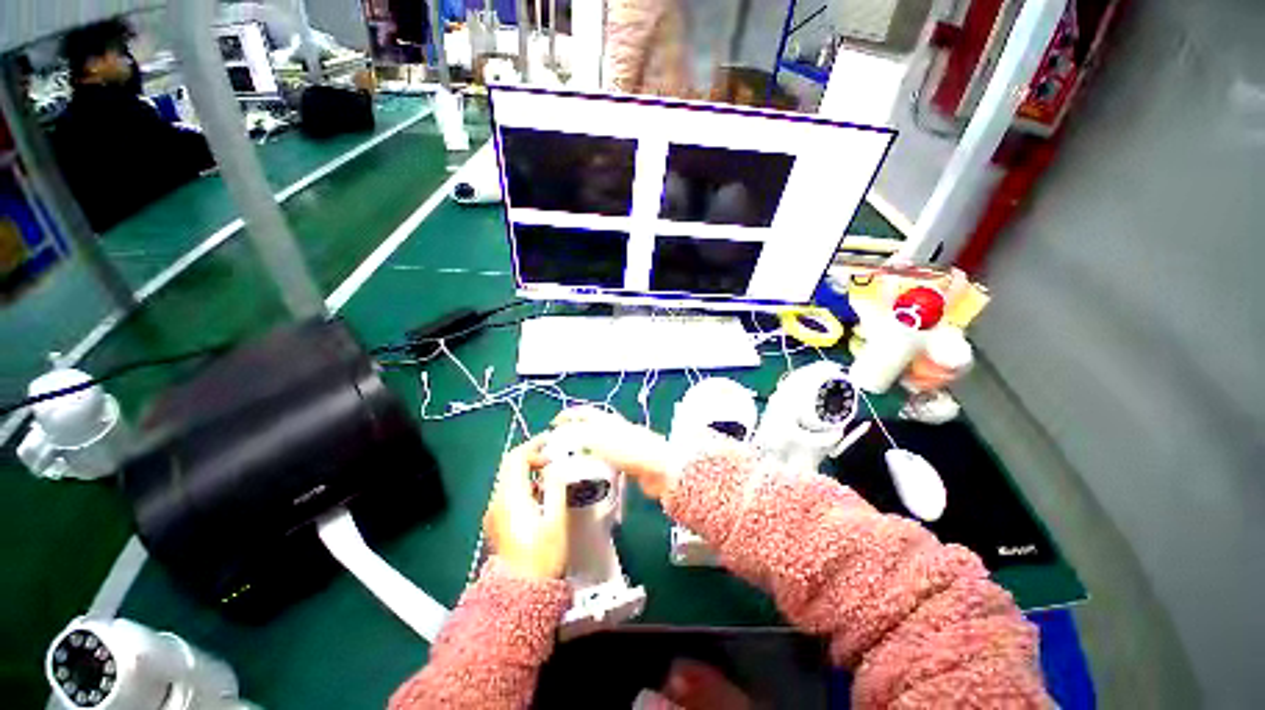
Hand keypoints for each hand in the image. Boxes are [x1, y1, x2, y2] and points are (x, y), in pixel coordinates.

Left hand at [483, 436, 567, 579]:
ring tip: (550, 472)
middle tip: (553, 456)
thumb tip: (555, 465)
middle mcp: (497, 500)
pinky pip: (507, 492)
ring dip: (527, 470)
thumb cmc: (542, 556)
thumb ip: (556, 487)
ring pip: (508, 478)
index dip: (534, 445)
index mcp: (511, 497)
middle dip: (530, 455)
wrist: (519, 596)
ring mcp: (493, 512)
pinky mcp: (495, 522)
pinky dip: (523, 484)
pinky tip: (540, 494)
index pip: (516, 458)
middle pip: (509, 466)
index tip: (552, 443)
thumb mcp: (556, 519)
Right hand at [550, 407, 673, 500]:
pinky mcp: (627, 464)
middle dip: (572, 435)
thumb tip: (554, 438)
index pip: (583, 412)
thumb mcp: (595, 438)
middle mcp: (613, 430)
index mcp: (605, 419)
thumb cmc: (626, 448)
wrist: (657, 467)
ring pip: (597, 446)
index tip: (553, 424)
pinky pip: (605, 463)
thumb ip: (573, 436)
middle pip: (589, 428)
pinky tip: (587, 477)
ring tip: (567, 464)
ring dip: (583, 452)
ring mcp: (621, 446)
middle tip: (557, 448)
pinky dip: (594, 467)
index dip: (567, 415)